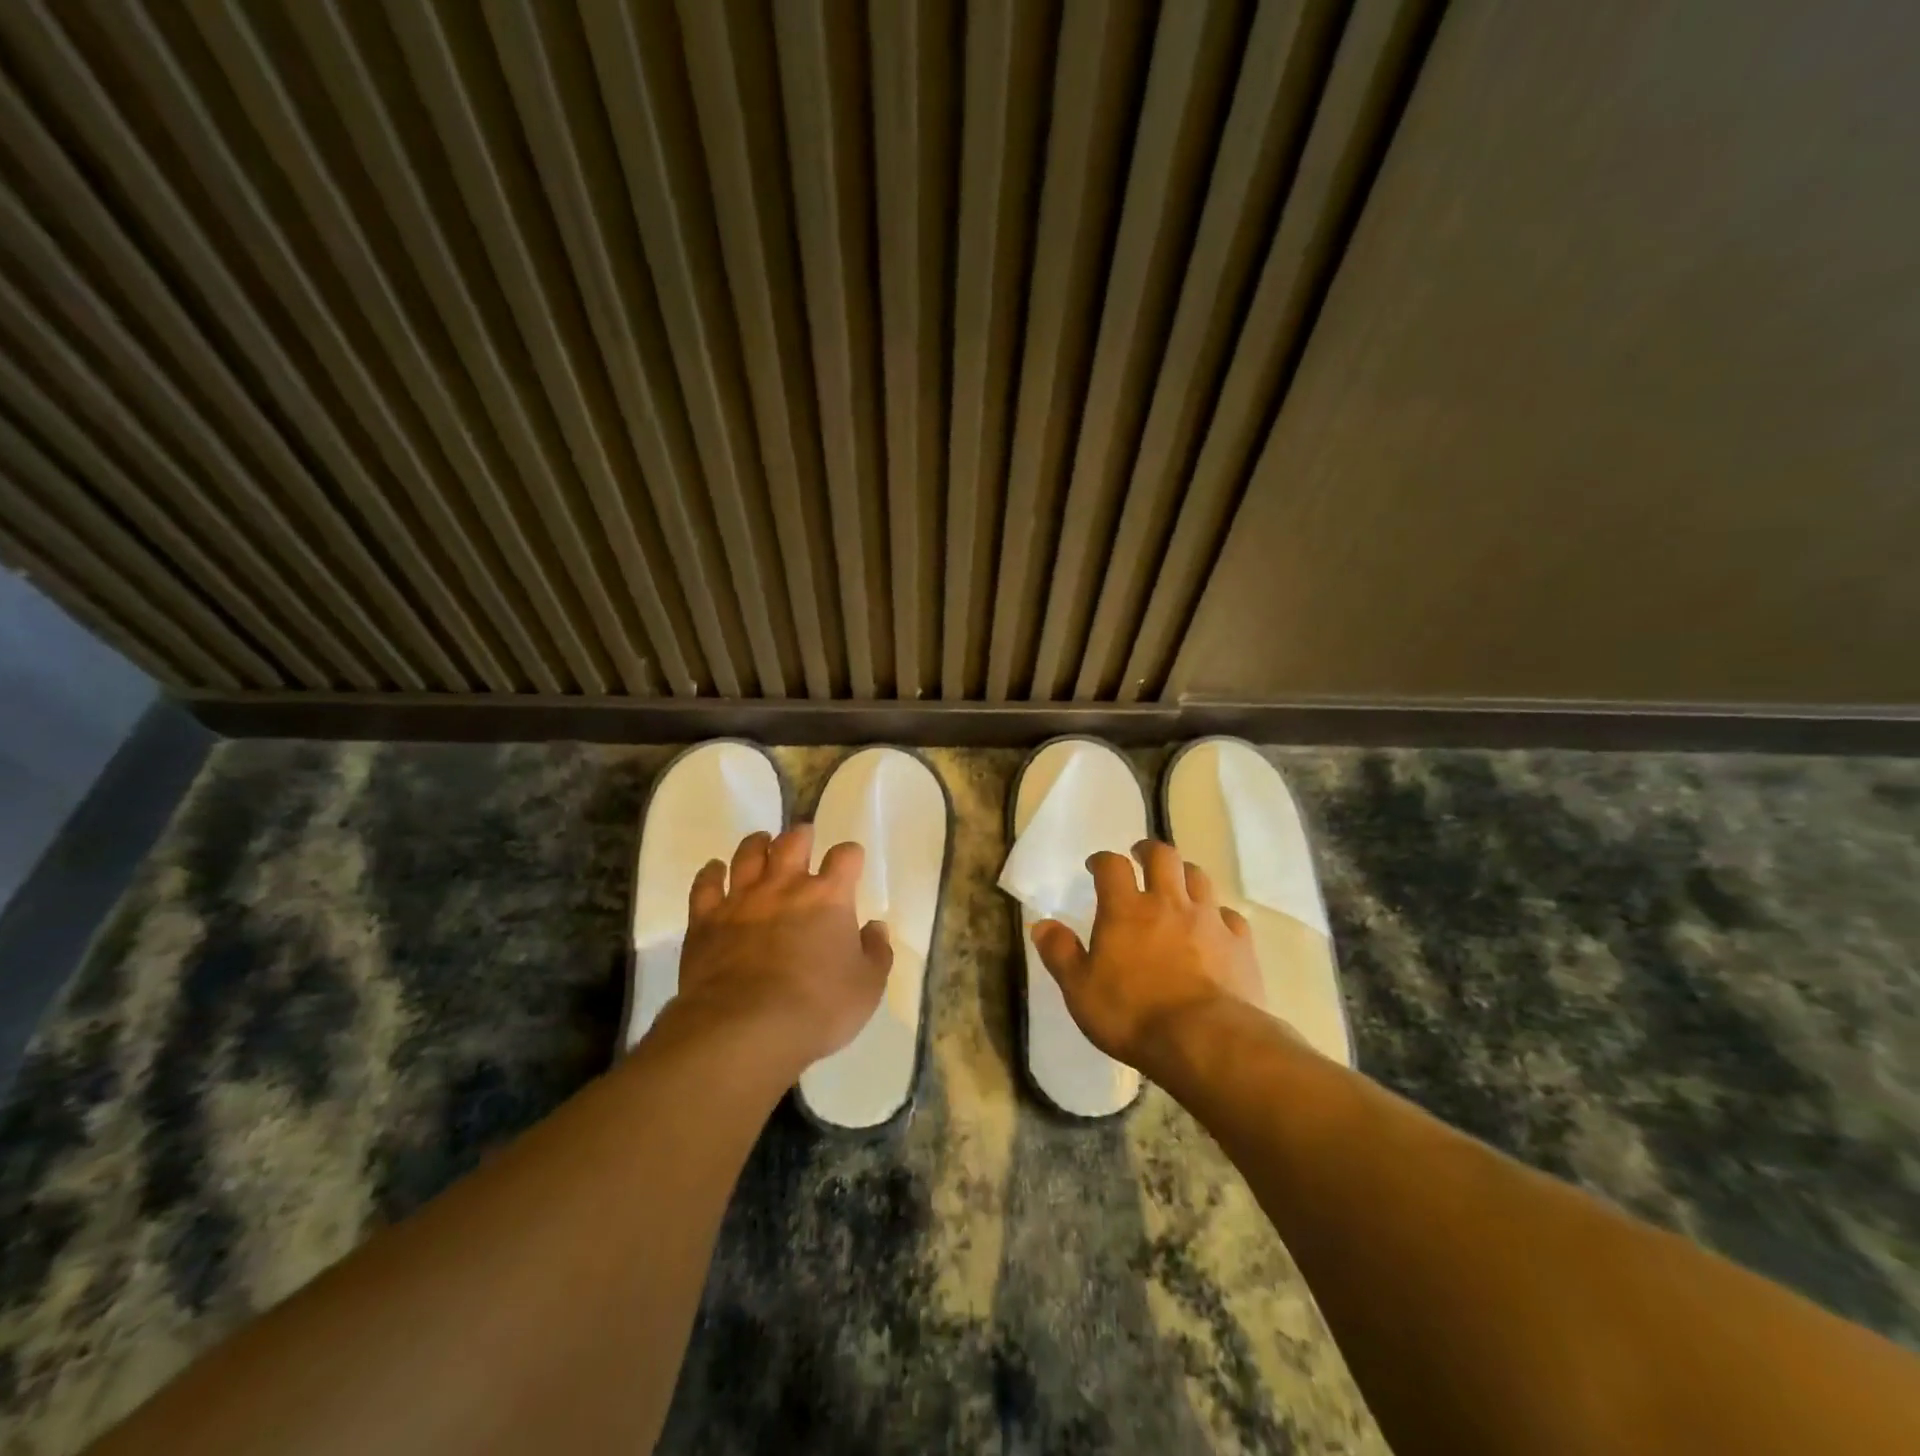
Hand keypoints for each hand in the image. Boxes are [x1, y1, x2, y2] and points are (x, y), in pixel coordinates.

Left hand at [671, 825, 892, 1070]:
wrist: (746, 1029)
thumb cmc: (818, 1008)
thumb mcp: (867, 987)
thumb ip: (876, 952)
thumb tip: (875, 927)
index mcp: (829, 896)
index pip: (845, 856)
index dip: (851, 855)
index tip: (851, 861)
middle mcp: (785, 885)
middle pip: (793, 842)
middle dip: (801, 836)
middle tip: (803, 837)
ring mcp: (742, 899)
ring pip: (748, 854)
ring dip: (757, 844)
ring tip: (762, 843)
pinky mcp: (706, 920)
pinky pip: (706, 884)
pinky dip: (711, 873)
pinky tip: (714, 869)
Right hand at [1031, 840, 1266, 1068]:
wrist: (1206, 1041)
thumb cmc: (1133, 1015)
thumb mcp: (1080, 990)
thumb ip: (1060, 954)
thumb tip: (1041, 925)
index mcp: (1126, 910)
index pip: (1113, 866)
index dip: (1103, 860)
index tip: (1097, 867)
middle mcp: (1168, 903)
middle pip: (1163, 856)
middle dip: (1149, 851)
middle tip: (1141, 857)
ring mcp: (1208, 920)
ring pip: (1199, 877)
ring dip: (1185, 874)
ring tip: (1177, 884)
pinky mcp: (1240, 944)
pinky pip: (1230, 916)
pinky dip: (1218, 915)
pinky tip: (1214, 928)